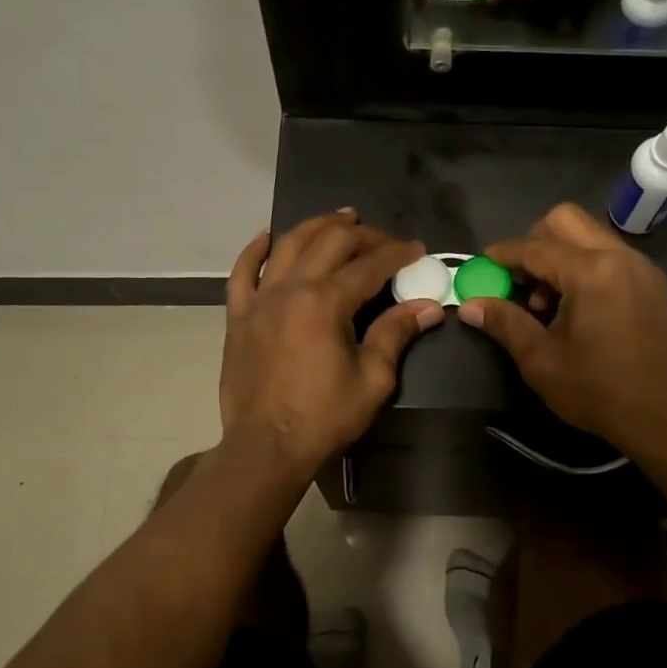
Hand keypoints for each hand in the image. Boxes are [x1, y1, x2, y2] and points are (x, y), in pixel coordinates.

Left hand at [221, 211, 442, 476]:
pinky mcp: (238, 316)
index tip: (418, 249)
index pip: (369, 265)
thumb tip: (428, 306)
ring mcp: (259, 299)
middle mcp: (290, 288)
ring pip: (288, 245)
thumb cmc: (323, 418)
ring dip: (317, 226)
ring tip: (341, 219)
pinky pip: (242, 273)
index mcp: (326, 302)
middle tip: (385, 241)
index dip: (397, 254)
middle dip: (364, 235)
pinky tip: (268, 237)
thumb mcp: (372, 379)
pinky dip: (256, 251)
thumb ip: (396, 334)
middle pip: (330, 243)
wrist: (266, 448)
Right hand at [459, 203, 666, 461]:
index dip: (503, 254)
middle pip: (566, 221)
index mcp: (592, 272)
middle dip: (534, 242)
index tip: (481, 264)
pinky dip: (584, 266)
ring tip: (546, 302)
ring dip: (560, 255)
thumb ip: (505, 323)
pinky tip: (575, 307)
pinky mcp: (653, 284)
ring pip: (590, 236)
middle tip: (519, 279)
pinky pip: (610, 255)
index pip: (536, 247)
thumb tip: (469, 305)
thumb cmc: (598, 391)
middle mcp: (620, 257)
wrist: (665, 418)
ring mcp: (641, 268)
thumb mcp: (541, 360)